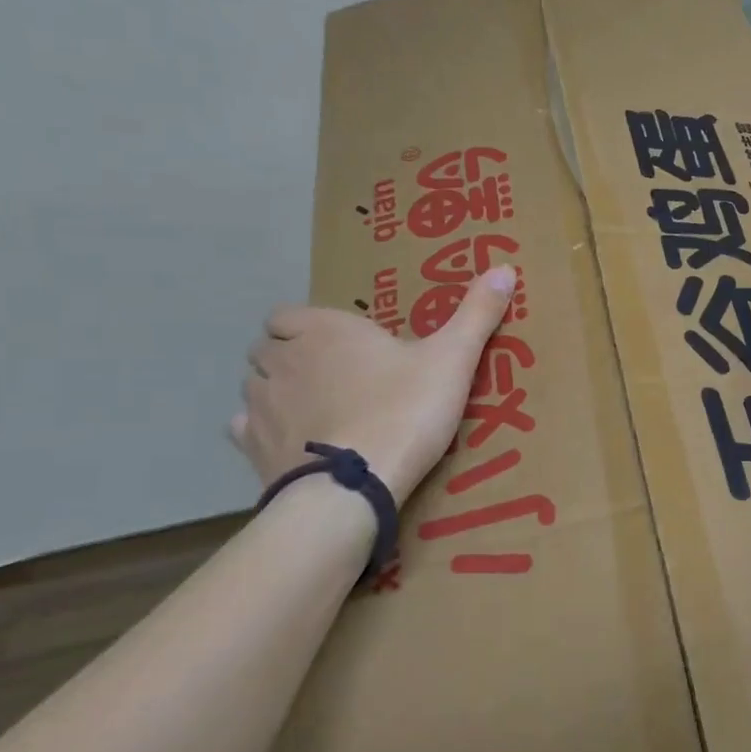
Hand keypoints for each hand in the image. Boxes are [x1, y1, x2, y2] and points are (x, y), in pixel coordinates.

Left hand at [232, 267, 517, 498]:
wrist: (357, 484)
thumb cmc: (404, 409)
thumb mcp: (452, 358)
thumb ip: (476, 313)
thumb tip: (506, 268)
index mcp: (322, 330)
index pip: (286, 315)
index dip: (304, 326)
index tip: (337, 343)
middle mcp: (282, 360)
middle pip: (266, 348)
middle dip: (288, 356)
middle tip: (330, 375)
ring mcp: (262, 405)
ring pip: (254, 385)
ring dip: (275, 390)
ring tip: (313, 409)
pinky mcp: (254, 448)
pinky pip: (243, 429)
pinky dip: (260, 430)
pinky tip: (291, 441)